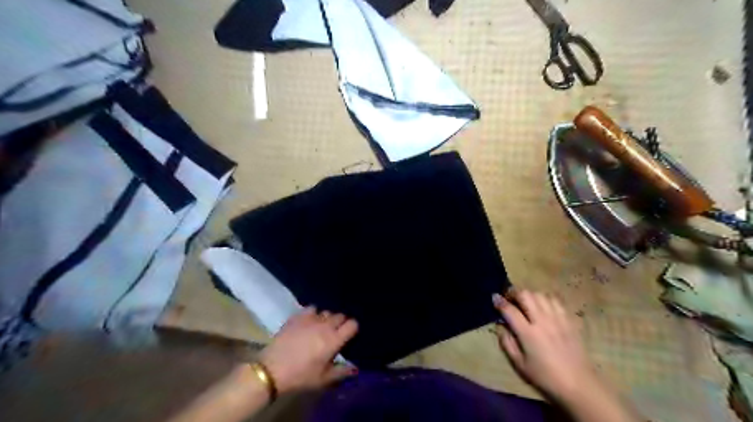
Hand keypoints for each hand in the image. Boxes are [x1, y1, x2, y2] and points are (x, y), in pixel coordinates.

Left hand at [259, 307, 357, 395]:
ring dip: (327, 319)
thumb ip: (341, 372)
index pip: (352, 324)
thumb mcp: (323, 379)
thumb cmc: (300, 376)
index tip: (348, 335)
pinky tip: (308, 322)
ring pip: (326, 312)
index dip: (352, 328)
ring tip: (321, 327)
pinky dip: (313, 313)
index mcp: (334, 340)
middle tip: (335, 333)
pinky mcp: (298, 316)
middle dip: (340, 323)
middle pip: (340, 316)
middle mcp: (325, 325)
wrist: (271, 369)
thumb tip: (356, 368)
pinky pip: (312, 308)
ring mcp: (311, 319)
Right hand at [495, 290, 601, 401]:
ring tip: (526, 301)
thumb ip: (507, 343)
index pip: (510, 310)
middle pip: (526, 295)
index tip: (494, 297)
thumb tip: (500, 326)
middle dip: (514, 293)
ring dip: (530, 295)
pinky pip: (556, 300)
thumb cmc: (545, 376)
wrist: (578, 384)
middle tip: (509, 298)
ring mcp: (557, 319)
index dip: (499, 301)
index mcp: (528, 333)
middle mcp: (542, 321)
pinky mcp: (569, 320)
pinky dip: (546, 298)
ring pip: (540, 295)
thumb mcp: (519, 364)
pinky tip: (543, 305)